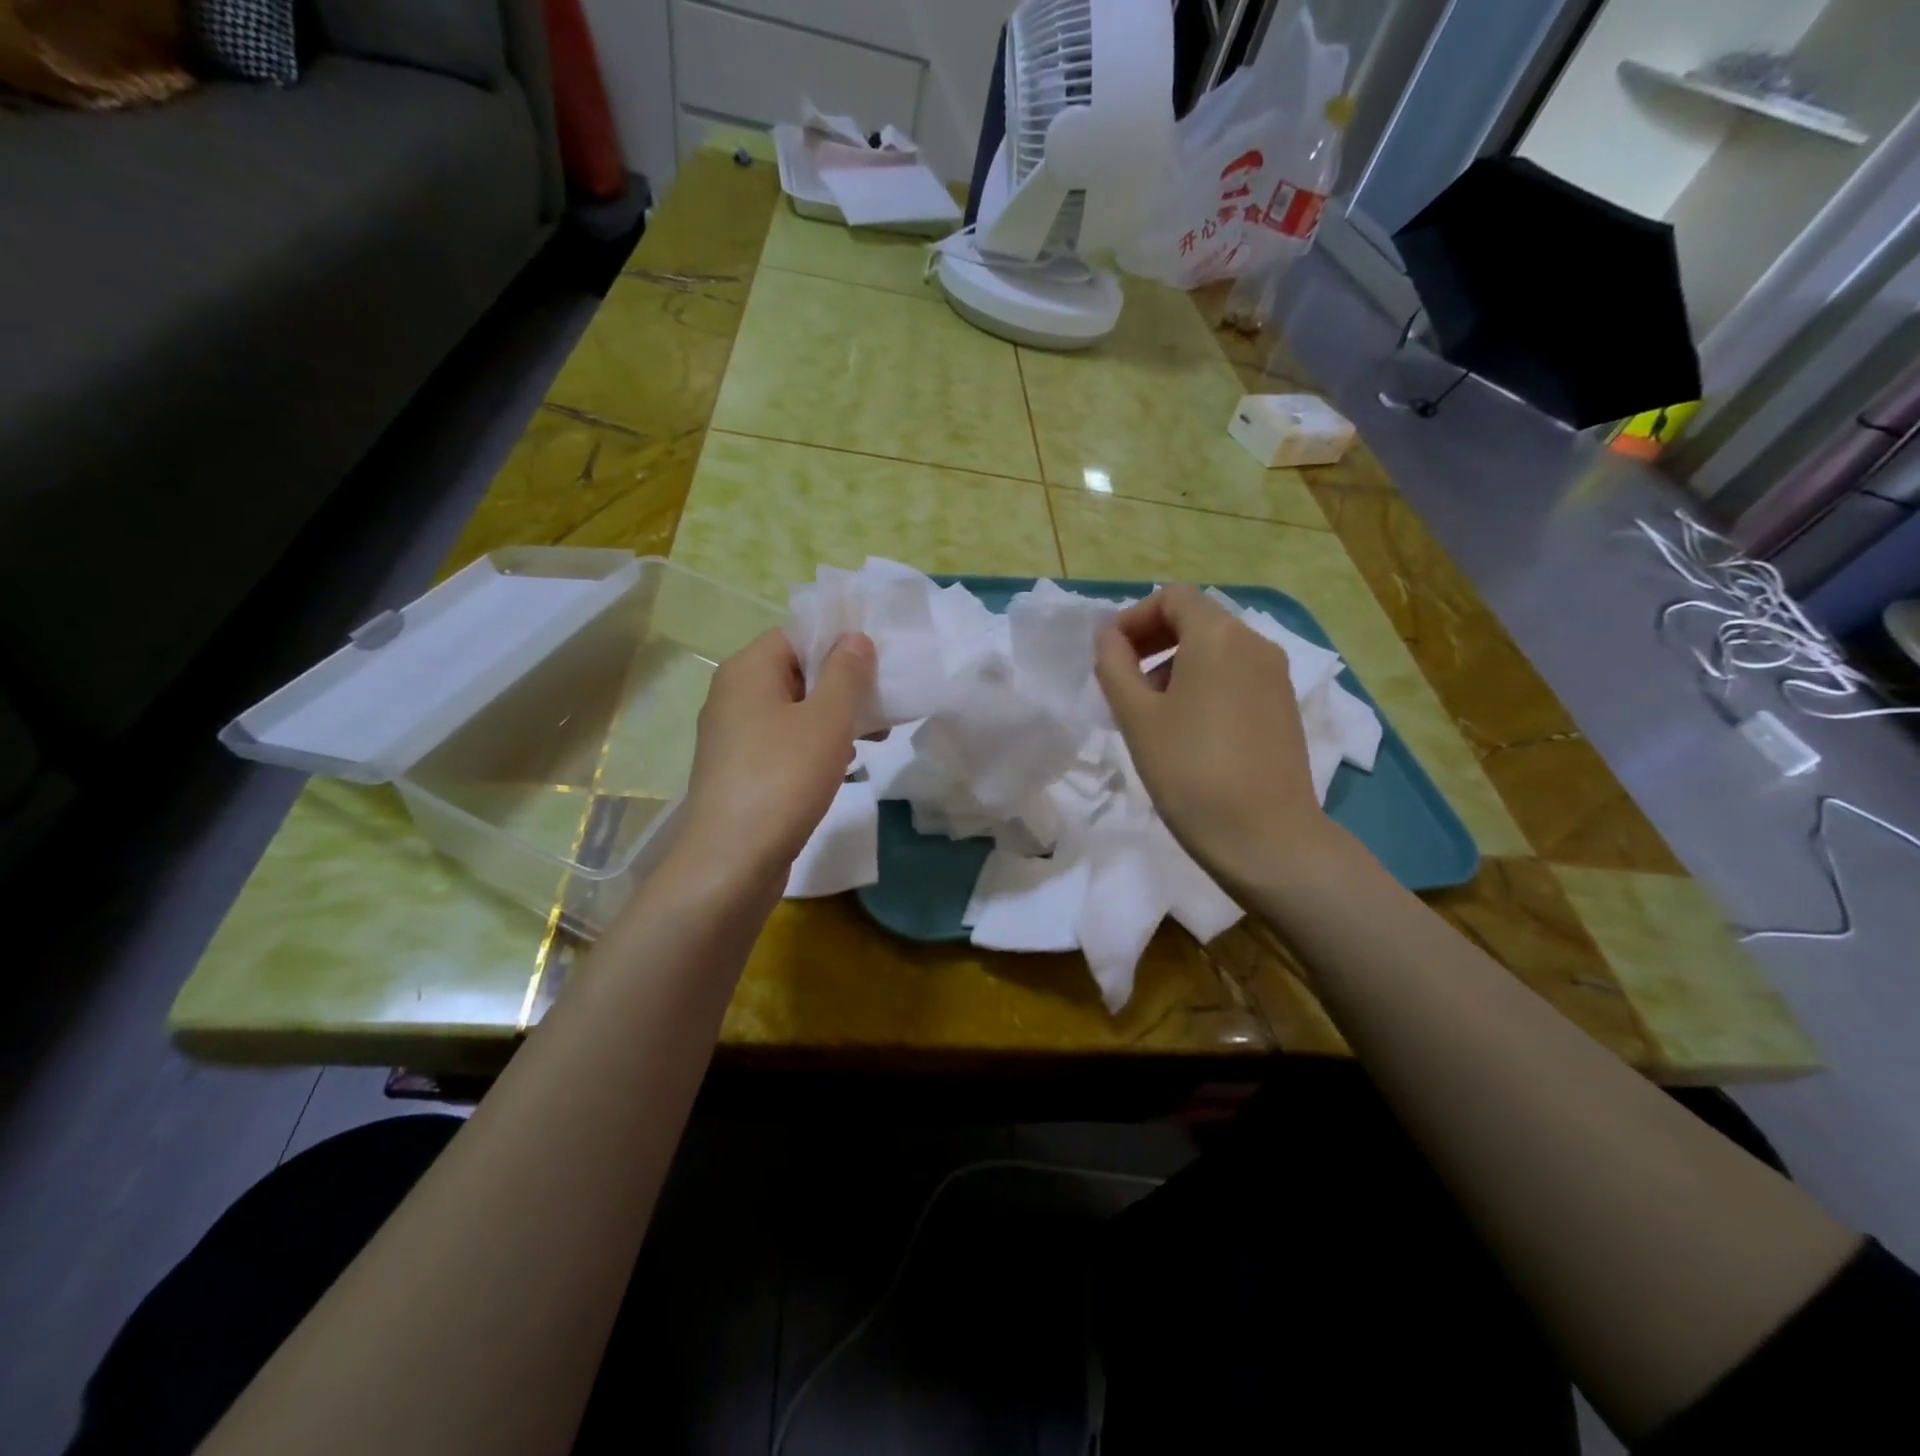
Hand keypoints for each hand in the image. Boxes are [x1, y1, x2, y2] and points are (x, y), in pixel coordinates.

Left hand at [678, 628, 874, 882]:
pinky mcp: (742, 771)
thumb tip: (854, 637)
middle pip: (797, 673)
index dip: (838, 642)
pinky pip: (785, 743)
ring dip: (835, 718)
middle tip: (885, 702)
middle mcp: (734, 696)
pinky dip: (816, 746)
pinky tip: (846, 765)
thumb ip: (846, 673)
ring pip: (794, 712)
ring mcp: (735, 737)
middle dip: (844, 685)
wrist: (733, 860)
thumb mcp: (827, 719)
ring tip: (877, 736)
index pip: (795, 635)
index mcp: (747, 671)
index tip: (878, 661)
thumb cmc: (783, 777)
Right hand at [1094, 584, 1330, 893]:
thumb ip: (1114, 665)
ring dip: (1176, 665)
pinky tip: (1188, 730)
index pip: (1172, 597)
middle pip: (1197, 619)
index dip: (1134, 618)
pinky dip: (1205, 684)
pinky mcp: (1284, 707)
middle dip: (1153, 641)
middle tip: (1124, 683)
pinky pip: (1237, 676)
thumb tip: (1108, 634)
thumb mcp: (1137, 717)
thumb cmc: (1190, 771)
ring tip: (1151, 713)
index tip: (1110, 657)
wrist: (1266, 837)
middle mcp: (1255, 644)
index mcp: (1219, 636)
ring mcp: (1276, 676)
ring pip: (1217, 649)